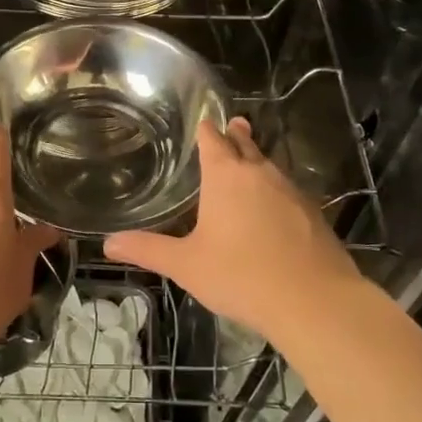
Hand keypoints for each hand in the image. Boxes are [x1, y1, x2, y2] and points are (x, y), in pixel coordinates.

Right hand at [105, 117, 362, 340]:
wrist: (313, 300)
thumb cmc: (241, 275)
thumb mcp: (186, 265)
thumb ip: (148, 250)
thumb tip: (108, 243)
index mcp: (226, 176)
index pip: (213, 140)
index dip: (206, 130)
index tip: (203, 121)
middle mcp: (259, 173)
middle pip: (246, 145)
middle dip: (236, 135)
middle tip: (233, 124)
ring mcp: (291, 191)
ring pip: (269, 166)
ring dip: (258, 159)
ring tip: (250, 159)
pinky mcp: (313, 212)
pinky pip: (288, 190)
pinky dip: (277, 188)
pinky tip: (275, 204)